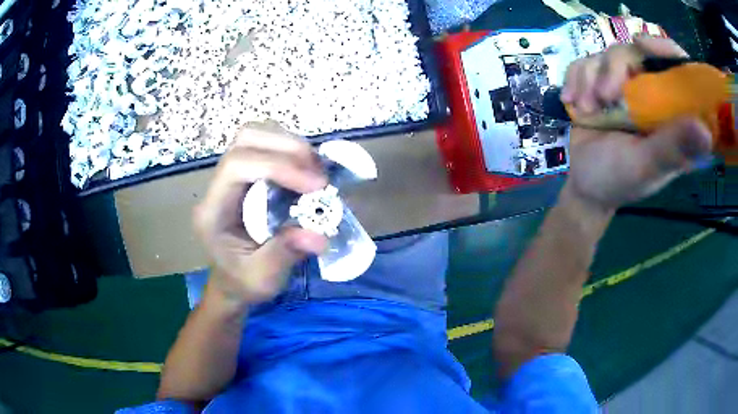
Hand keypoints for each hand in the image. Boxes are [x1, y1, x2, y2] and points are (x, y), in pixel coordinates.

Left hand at [193, 125, 327, 305]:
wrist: (232, 282)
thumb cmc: (243, 283)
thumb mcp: (263, 279)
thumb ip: (284, 255)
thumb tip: (319, 235)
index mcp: (213, 211)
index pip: (237, 166)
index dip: (278, 166)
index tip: (315, 186)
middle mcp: (217, 186)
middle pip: (245, 139)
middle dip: (287, 147)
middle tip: (319, 174)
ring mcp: (229, 176)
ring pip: (255, 134)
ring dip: (290, 144)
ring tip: (315, 170)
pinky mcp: (244, 175)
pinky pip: (265, 143)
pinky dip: (290, 148)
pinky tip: (306, 169)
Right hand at [561, 36, 712, 210]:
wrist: (582, 184)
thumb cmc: (618, 181)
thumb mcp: (647, 166)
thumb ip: (673, 147)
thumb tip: (706, 131)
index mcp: (672, 115)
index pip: (679, 70)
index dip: (667, 51)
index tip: (644, 45)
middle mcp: (652, 94)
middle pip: (638, 53)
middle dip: (615, 69)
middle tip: (604, 97)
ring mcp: (625, 87)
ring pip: (609, 54)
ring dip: (591, 78)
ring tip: (587, 109)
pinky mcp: (600, 83)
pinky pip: (586, 62)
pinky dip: (575, 78)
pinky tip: (573, 101)